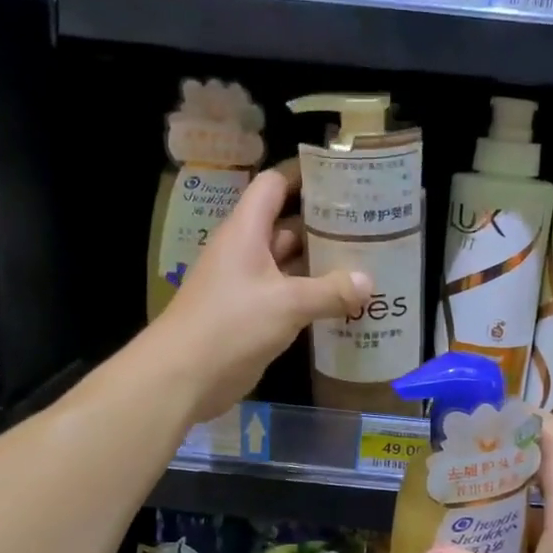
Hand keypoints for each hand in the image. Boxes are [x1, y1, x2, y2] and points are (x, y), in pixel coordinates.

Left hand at [152, 163, 369, 422]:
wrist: (183, 376)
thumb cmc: (231, 325)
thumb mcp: (287, 304)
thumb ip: (330, 291)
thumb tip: (367, 282)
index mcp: (246, 232)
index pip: (274, 186)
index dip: (304, 177)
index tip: (343, 178)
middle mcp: (246, 252)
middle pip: (287, 226)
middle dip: (325, 224)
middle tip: (370, 225)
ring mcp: (248, 286)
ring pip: (290, 265)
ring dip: (322, 264)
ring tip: (367, 261)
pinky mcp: (253, 317)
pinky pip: (289, 297)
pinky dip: (314, 297)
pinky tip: (346, 302)